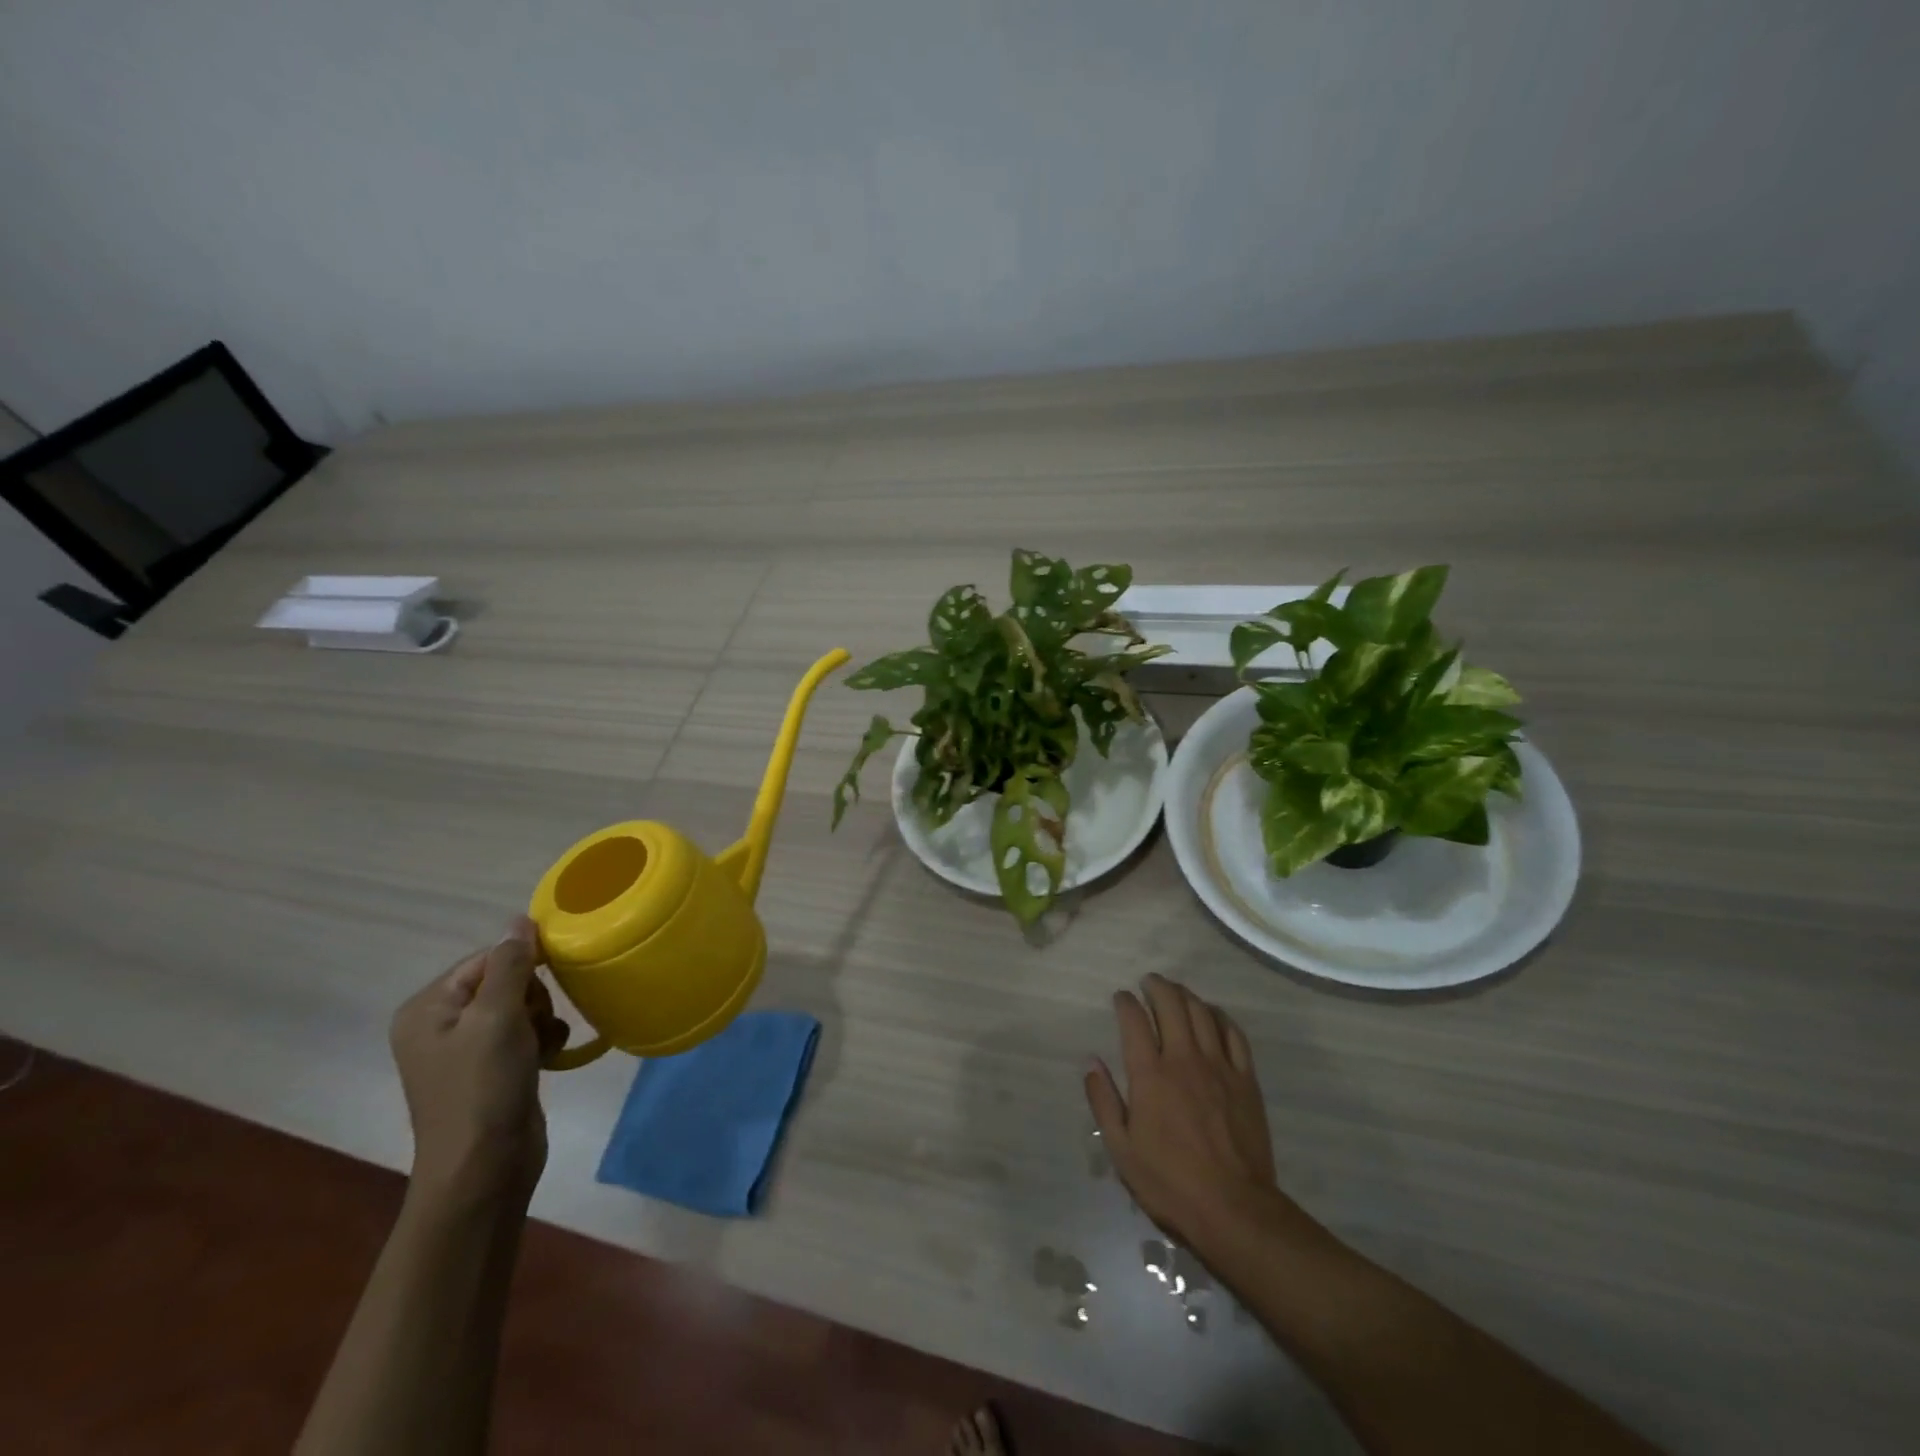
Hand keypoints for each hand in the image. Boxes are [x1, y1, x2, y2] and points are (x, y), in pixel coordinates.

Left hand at [389, 916, 567, 1207]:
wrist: (483, 1170)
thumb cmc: (483, 1088)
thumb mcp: (498, 1018)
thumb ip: (511, 965)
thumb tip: (519, 920)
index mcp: (427, 1008)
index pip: (486, 958)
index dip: (523, 965)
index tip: (551, 979)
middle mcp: (440, 1024)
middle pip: (505, 979)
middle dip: (533, 996)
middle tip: (535, 1023)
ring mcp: (466, 1049)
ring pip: (521, 1005)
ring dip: (543, 1017)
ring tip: (544, 1043)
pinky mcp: (492, 1069)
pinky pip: (525, 1032)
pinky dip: (542, 1038)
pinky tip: (550, 1055)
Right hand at [1085, 975, 1297, 1247]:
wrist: (1234, 1209)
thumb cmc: (1169, 1182)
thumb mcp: (1121, 1149)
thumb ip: (1103, 1101)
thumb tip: (1091, 1062)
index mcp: (1149, 1074)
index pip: (1134, 1020)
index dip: (1125, 1002)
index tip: (1120, 997)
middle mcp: (1183, 1059)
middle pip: (1171, 1004)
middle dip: (1157, 986)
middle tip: (1149, 982)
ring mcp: (1218, 1066)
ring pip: (1202, 1013)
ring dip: (1186, 995)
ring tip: (1176, 992)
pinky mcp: (1246, 1080)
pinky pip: (1234, 1034)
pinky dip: (1220, 1017)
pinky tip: (1213, 1015)